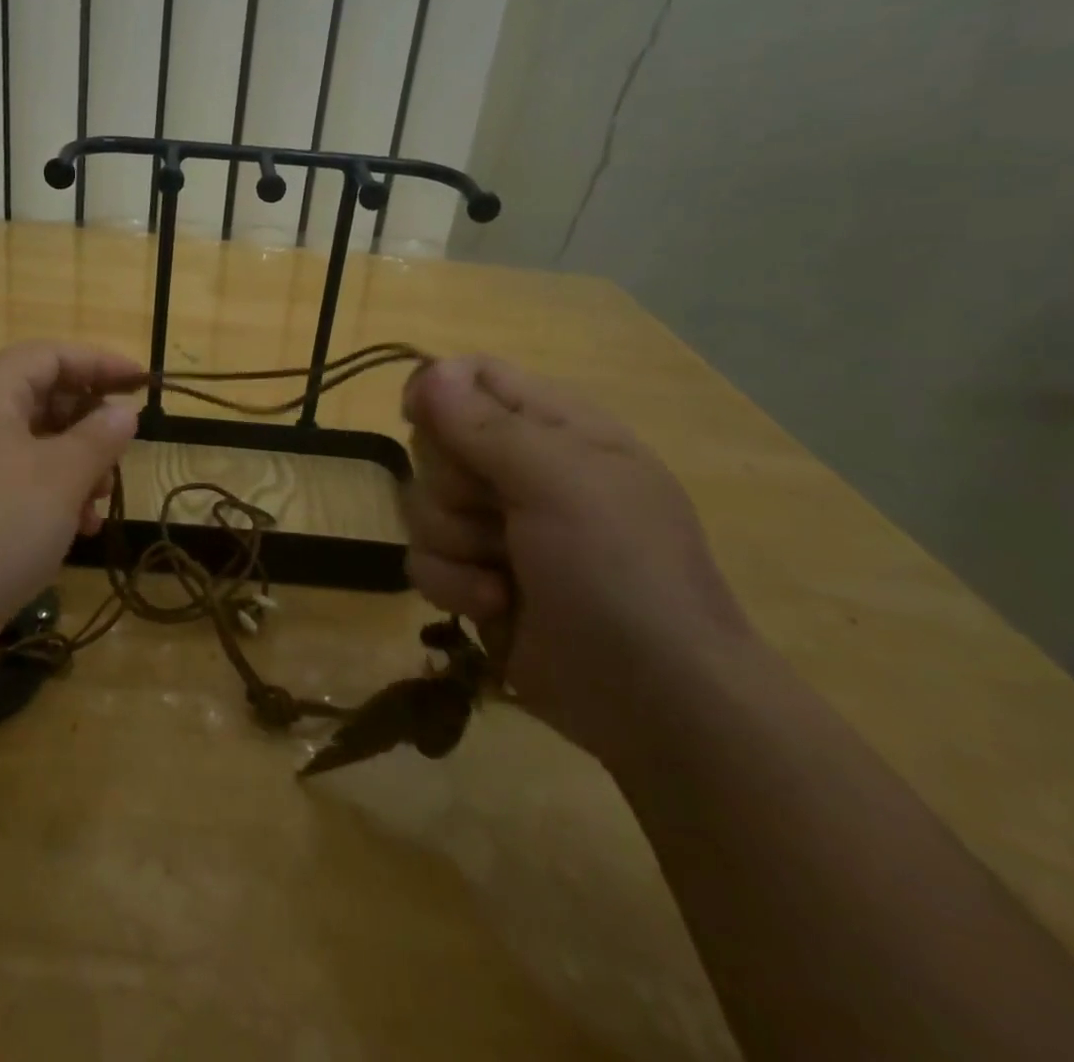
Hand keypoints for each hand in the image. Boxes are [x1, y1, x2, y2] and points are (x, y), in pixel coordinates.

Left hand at [0, 342, 141, 655]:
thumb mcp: (62, 477)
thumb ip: (100, 436)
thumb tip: (122, 411)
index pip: (48, 355)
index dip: (99, 363)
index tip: (143, 383)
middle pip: (39, 398)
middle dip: (88, 425)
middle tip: (120, 455)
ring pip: (30, 446)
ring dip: (74, 467)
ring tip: (99, 504)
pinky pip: (12, 482)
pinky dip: (49, 495)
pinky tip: (75, 531)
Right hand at [399, 355, 755, 762]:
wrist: (654, 700)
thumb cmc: (620, 570)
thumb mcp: (560, 482)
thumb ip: (486, 425)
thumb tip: (427, 373)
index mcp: (554, 428)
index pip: (475, 376)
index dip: (438, 389)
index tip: (418, 417)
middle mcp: (518, 469)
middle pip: (435, 441)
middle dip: (452, 482)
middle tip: (497, 512)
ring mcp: (494, 527)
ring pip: (422, 503)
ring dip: (454, 542)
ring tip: (504, 574)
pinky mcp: (472, 578)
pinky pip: (422, 558)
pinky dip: (452, 584)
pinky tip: (494, 606)